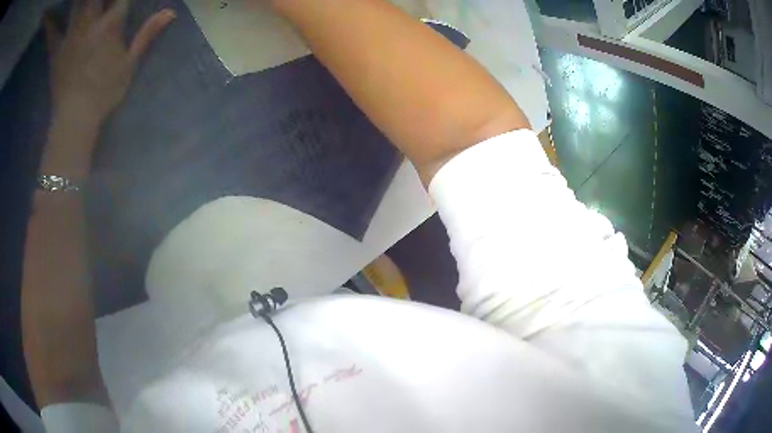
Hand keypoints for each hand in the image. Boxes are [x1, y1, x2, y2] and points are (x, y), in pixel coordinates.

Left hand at [44, 0, 175, 123]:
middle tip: (98, 1)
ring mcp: (71, 34)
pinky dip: (51, 23)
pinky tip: (50, 19)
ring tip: (80, 3)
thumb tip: (170, 12)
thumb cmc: (104, 93)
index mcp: (111, 24)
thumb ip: (147, 34)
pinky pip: (52, 31)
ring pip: (77, 4)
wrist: (74, 120)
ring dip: (80, 0)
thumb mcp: (130, 64)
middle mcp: (90, 22)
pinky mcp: (56, 49)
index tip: (120, 1)